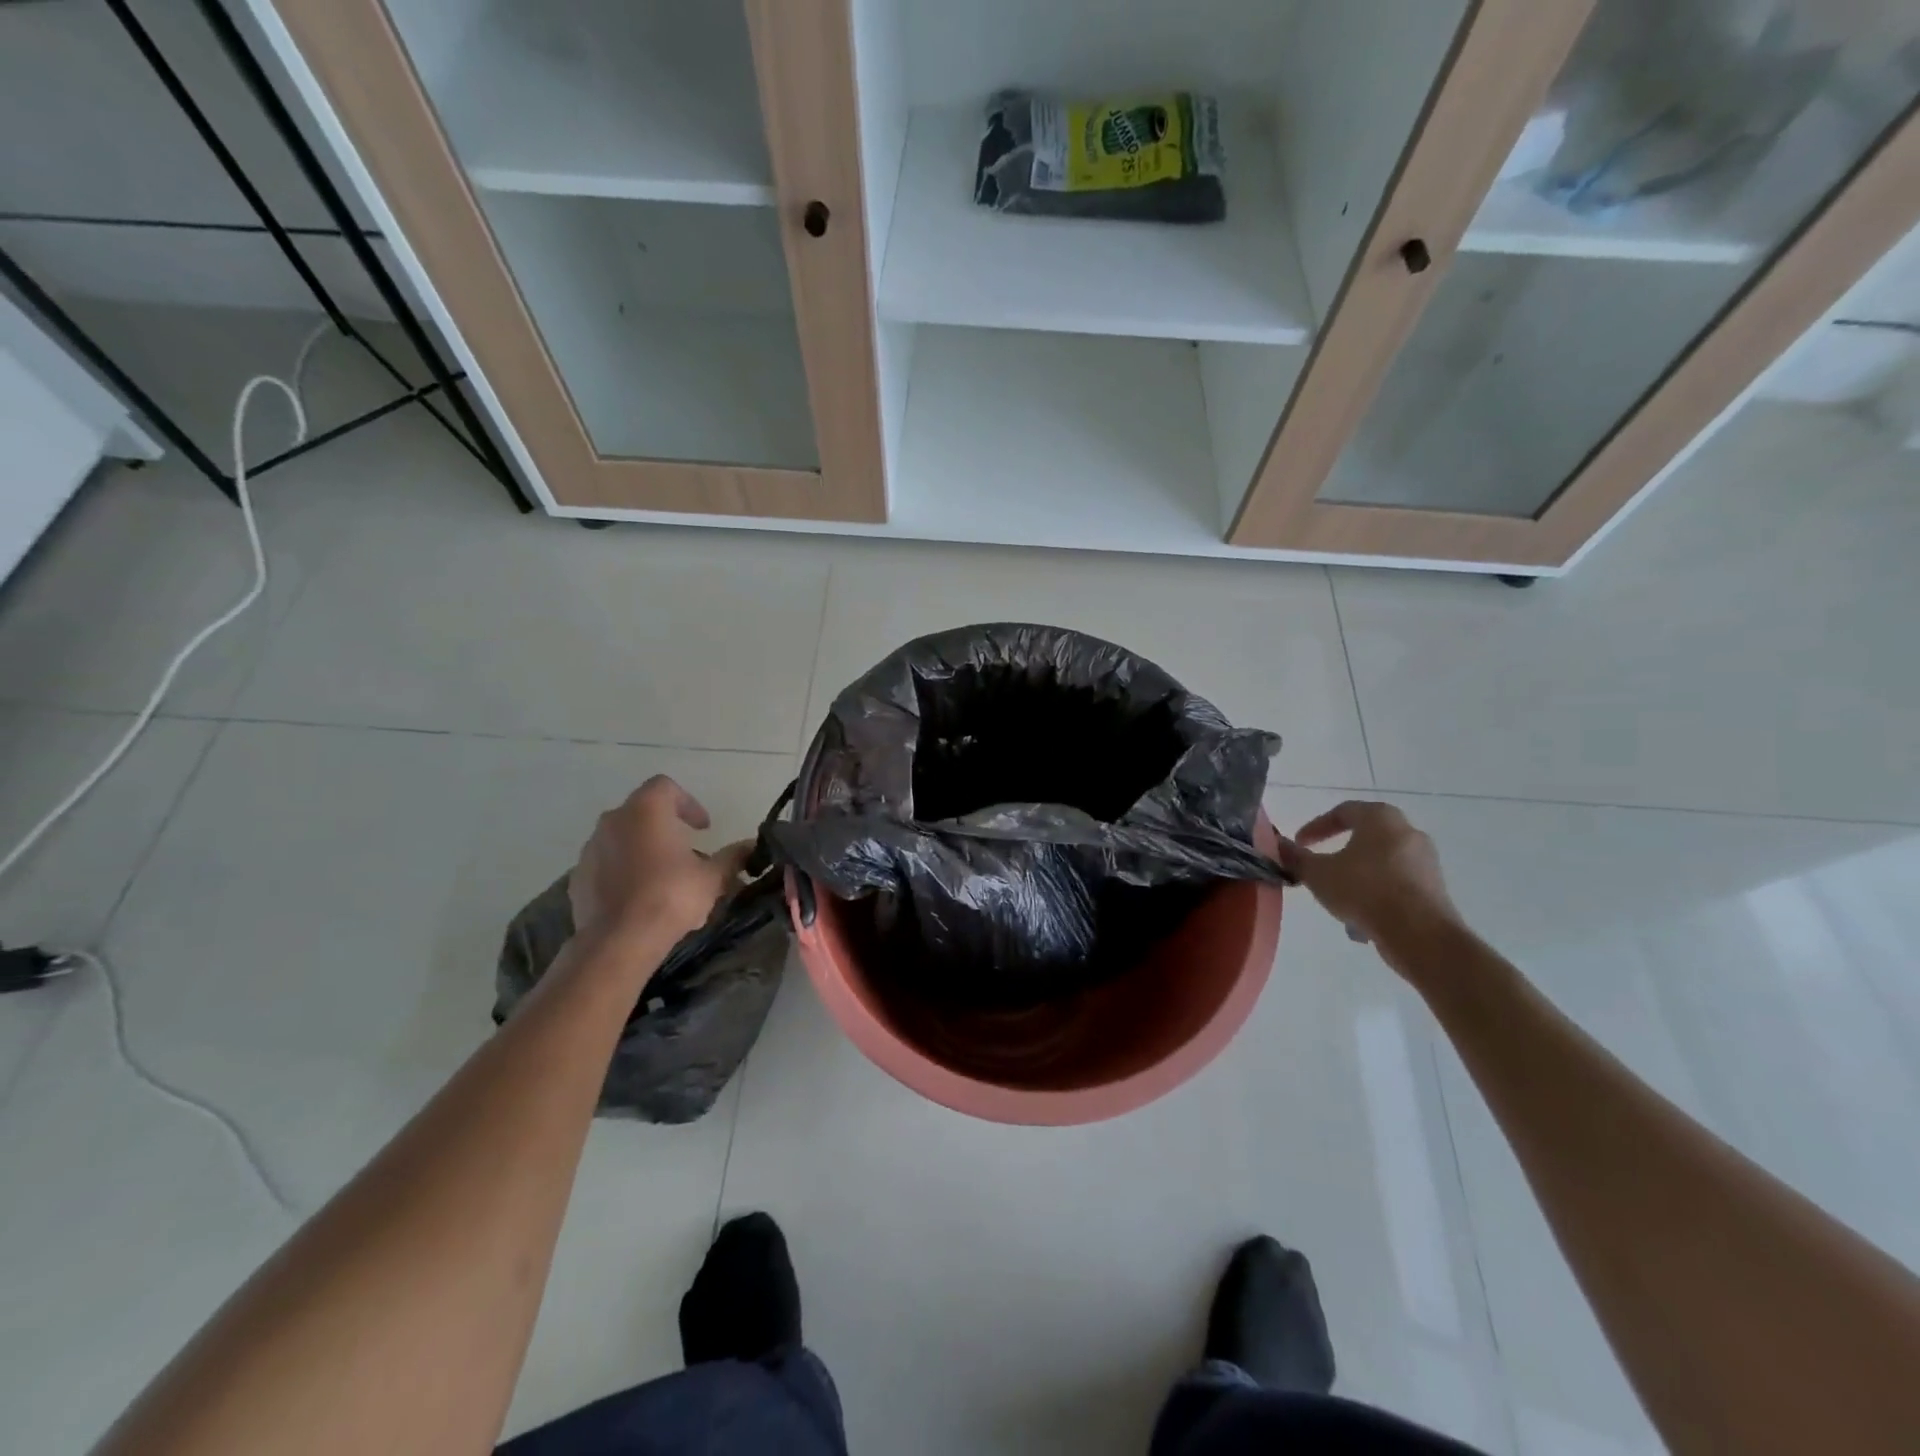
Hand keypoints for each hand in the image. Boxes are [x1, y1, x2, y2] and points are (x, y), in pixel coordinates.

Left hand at [569, 776, 752, 947]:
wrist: (618, 941)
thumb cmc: (670, 896)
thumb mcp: (712, 877)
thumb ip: (731, 857)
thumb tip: (751, 847)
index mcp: (646, 810)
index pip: (666, 787)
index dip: (688, 803)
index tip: (703, 828)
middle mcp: (613, 821)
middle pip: (642, 812)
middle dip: (665, 828)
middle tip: (687, 853)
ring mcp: (591, 850)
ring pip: (622, 839)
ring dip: (643, 849)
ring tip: (664, 878)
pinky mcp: (578, 878)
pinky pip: (606, 865)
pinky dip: (623, 872)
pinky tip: (639, 897)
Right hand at [1275, 801, 1467, 977]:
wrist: (1420, 934)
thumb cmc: (1364, 891)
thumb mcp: (1318, 874)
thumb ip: (1296, 858)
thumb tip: (1280, 845)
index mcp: (1381, 819)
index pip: (1344, 811)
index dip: (1317, 826)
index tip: (1300, 843)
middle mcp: (1408, 833)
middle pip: (1366, 837)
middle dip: (1340, 855)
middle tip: (1321, 869)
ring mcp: (1426, 862)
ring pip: (1380, 865)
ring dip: (1357, 880)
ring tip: (1338, 902)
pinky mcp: (1435, 889)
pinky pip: (1396, 886)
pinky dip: (1377, 897)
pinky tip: (1362, 922)